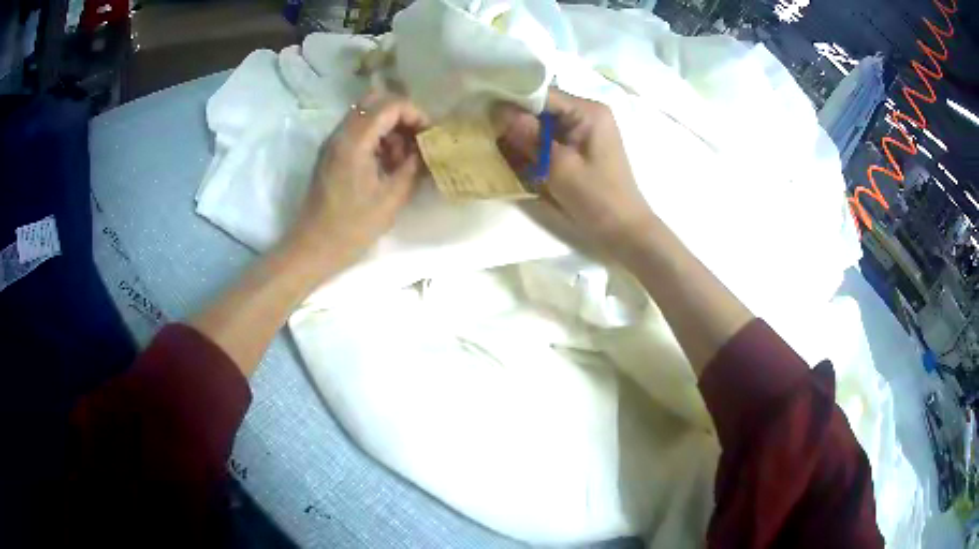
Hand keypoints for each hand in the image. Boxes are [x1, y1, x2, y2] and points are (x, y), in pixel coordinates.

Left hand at [288, 92, 428, 262]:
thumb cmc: (352, 227)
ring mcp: (333, 143)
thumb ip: (412, 166)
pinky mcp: (331, 154)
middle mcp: (340, 134)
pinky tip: (387, 164)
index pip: (390, 105)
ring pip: (366, 115)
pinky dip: (377, 138)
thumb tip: (426, 150)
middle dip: (402, 115)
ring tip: (403, 157)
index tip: (429, 135)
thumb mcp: (391, 198)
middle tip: (417, 139)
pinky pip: (358, 131)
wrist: (313, 247)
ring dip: (389, 127)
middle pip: (375, 101)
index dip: (415, 114)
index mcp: (354, 142)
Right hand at [493, 89, 653, 251]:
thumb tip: (499, 111)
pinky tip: (517, 159)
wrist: (624, 230)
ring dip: (523, 136)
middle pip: (542, 107)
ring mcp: (584, 130)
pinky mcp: (579, 147)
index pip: (542, 94)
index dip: (513, 101)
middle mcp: (586, 114)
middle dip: (516, 120)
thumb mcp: (560, 167)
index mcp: (588, 111)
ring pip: (543, 124)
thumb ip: (530, 136)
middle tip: (487, 133)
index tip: (485, 112)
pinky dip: (534, 147)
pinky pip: (550, 139)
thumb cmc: (597, 198)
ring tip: (498, 147)